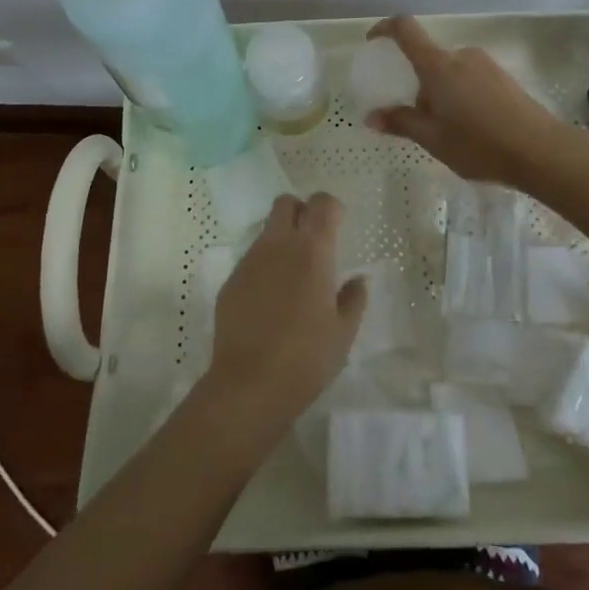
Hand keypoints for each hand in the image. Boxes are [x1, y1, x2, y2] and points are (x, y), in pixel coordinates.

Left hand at [201, 194, 365, 445]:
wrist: (248, 386)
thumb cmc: (306, 358)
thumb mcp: (343, 332)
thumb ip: (353, 299)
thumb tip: (357, 280)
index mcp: (312, 250)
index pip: (322, 203)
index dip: (332, 208)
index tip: (339, 224)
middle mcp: (278, 245)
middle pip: (286, 203)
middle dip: (301, 211)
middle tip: (313, 239)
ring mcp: (250, 261)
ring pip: (267, 230)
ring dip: (282, 238)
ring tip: (292, 275)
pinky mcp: (231, 281)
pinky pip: (251, 259)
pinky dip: (264, 266)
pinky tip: (270, 299)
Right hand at [364, 15, 566, 185]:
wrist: (540, 150)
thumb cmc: (479, 144)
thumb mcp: (433, 139)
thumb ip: (401, 122)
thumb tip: (372, 116)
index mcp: (438, 66)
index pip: (406, 29)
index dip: (385, 28)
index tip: (374, 41)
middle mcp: (461, 56)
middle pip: (429, 59)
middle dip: (419, 83)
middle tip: (419, 118)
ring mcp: (486, 64)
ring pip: (451, 72)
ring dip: (442, 92)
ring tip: (449, 130)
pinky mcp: (504, 77)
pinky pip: (471, 79)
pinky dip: (461, 95)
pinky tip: (472, 128)